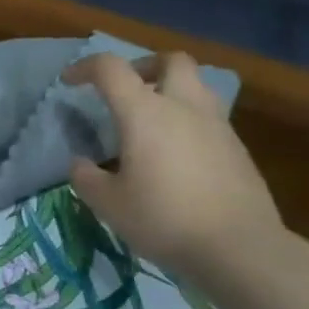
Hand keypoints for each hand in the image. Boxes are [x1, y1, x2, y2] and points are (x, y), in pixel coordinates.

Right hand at [65, 51, 284, 276]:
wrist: (239, 247)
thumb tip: (81, 164)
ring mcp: (217, 125)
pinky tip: (174, 153)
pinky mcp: (237, 148)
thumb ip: (86, 177)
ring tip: (150, 119)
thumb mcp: (107, 203)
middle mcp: (184, 107)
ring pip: (196, 85)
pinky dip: (187, 119)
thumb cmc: (163, 219)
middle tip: (125, 89)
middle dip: (144, 65)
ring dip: (170, 90)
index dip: (85, 67)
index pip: (111, 69)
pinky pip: (208, 116)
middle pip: (171, 60)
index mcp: (145, 113)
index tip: (69, 82)